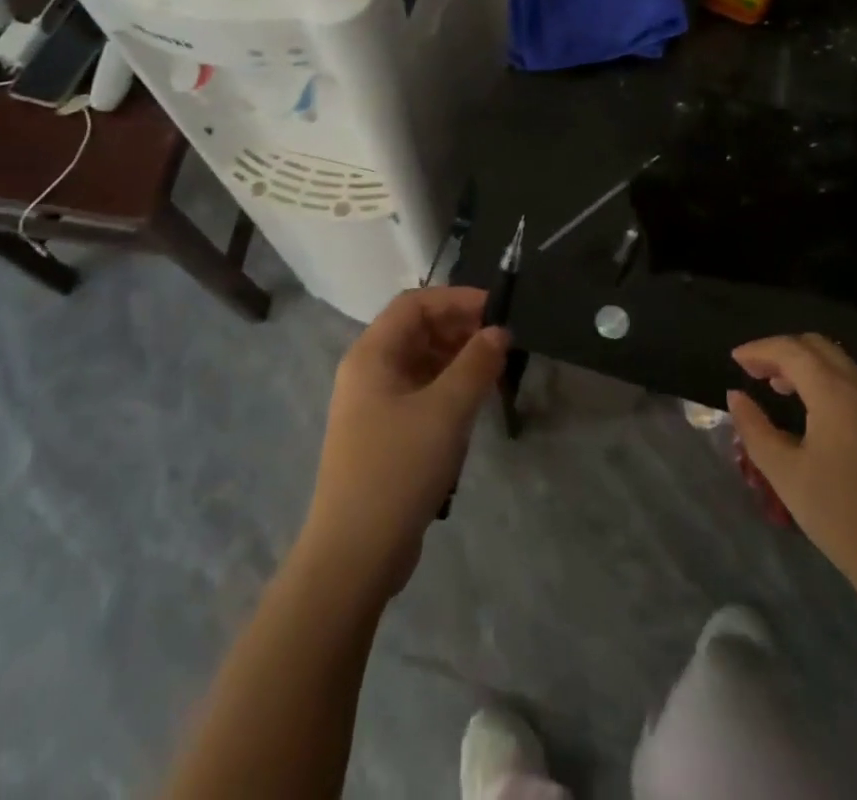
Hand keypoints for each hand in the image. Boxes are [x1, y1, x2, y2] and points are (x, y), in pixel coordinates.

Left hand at [299, 287, 508, 598]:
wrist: (354, 556)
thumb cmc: (398, 470)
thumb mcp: (446, 411)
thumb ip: (476, 364)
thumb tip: (499, 331)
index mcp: (372, 354)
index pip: (415, 304)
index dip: (457, 299)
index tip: (497, 310)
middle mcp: (367, 371)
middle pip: (417, 331)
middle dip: (460, 329)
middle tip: (502, 343)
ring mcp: (373, 405)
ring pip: (420, 363)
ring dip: (457, 360)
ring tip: (494, 373)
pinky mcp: (383, 435)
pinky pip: (419, 394)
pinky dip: (447, 390)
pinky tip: (473, 407)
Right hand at [727, 334, 856, 603]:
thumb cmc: (840, 515)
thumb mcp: (784, 472)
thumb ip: (754, 428)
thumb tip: (736, 396)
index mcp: (835, 393)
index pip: (791, 350)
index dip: (759, 350)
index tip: (734, 360)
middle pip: (818, 347)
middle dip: (782, 351)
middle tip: (754, 371)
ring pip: (839, 364)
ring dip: (805, 366)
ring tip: (777, 389)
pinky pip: (855, 385)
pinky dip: (827, 382)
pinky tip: (813, 413)